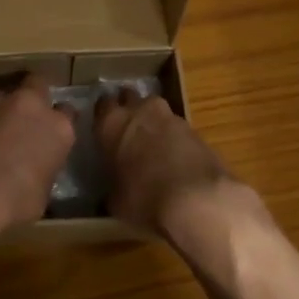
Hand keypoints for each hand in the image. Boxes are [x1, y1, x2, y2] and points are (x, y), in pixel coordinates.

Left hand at [0, 76, 74, 231]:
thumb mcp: (42, 194)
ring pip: (5, 95)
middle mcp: (31, 107)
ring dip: (4, 109)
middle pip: (38, 84)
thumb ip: (43, 171)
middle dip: (35, 95)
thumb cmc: (15, 201)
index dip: (61, 122)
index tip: (54, 133)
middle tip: (29, 115)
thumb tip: (36, 173)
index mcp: (59, 128)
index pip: (69, 113)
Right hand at [95, 88, 247, 243]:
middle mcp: (140, 111)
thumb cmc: (144, 197)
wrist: (196, 199)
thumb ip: (112, 186)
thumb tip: (115, 191)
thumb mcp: (115, 200)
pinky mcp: (195, 129)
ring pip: (156, 110)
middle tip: (126, 131)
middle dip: (128, 109)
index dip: (103, 115)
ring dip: (153, 122)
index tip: (103, 127)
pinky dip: (173, 138)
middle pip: (130, 98)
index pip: (102, 104)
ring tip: (152, 145)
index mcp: (112, 123)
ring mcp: (171, 117)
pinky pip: (177, 128)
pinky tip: (174, 158)